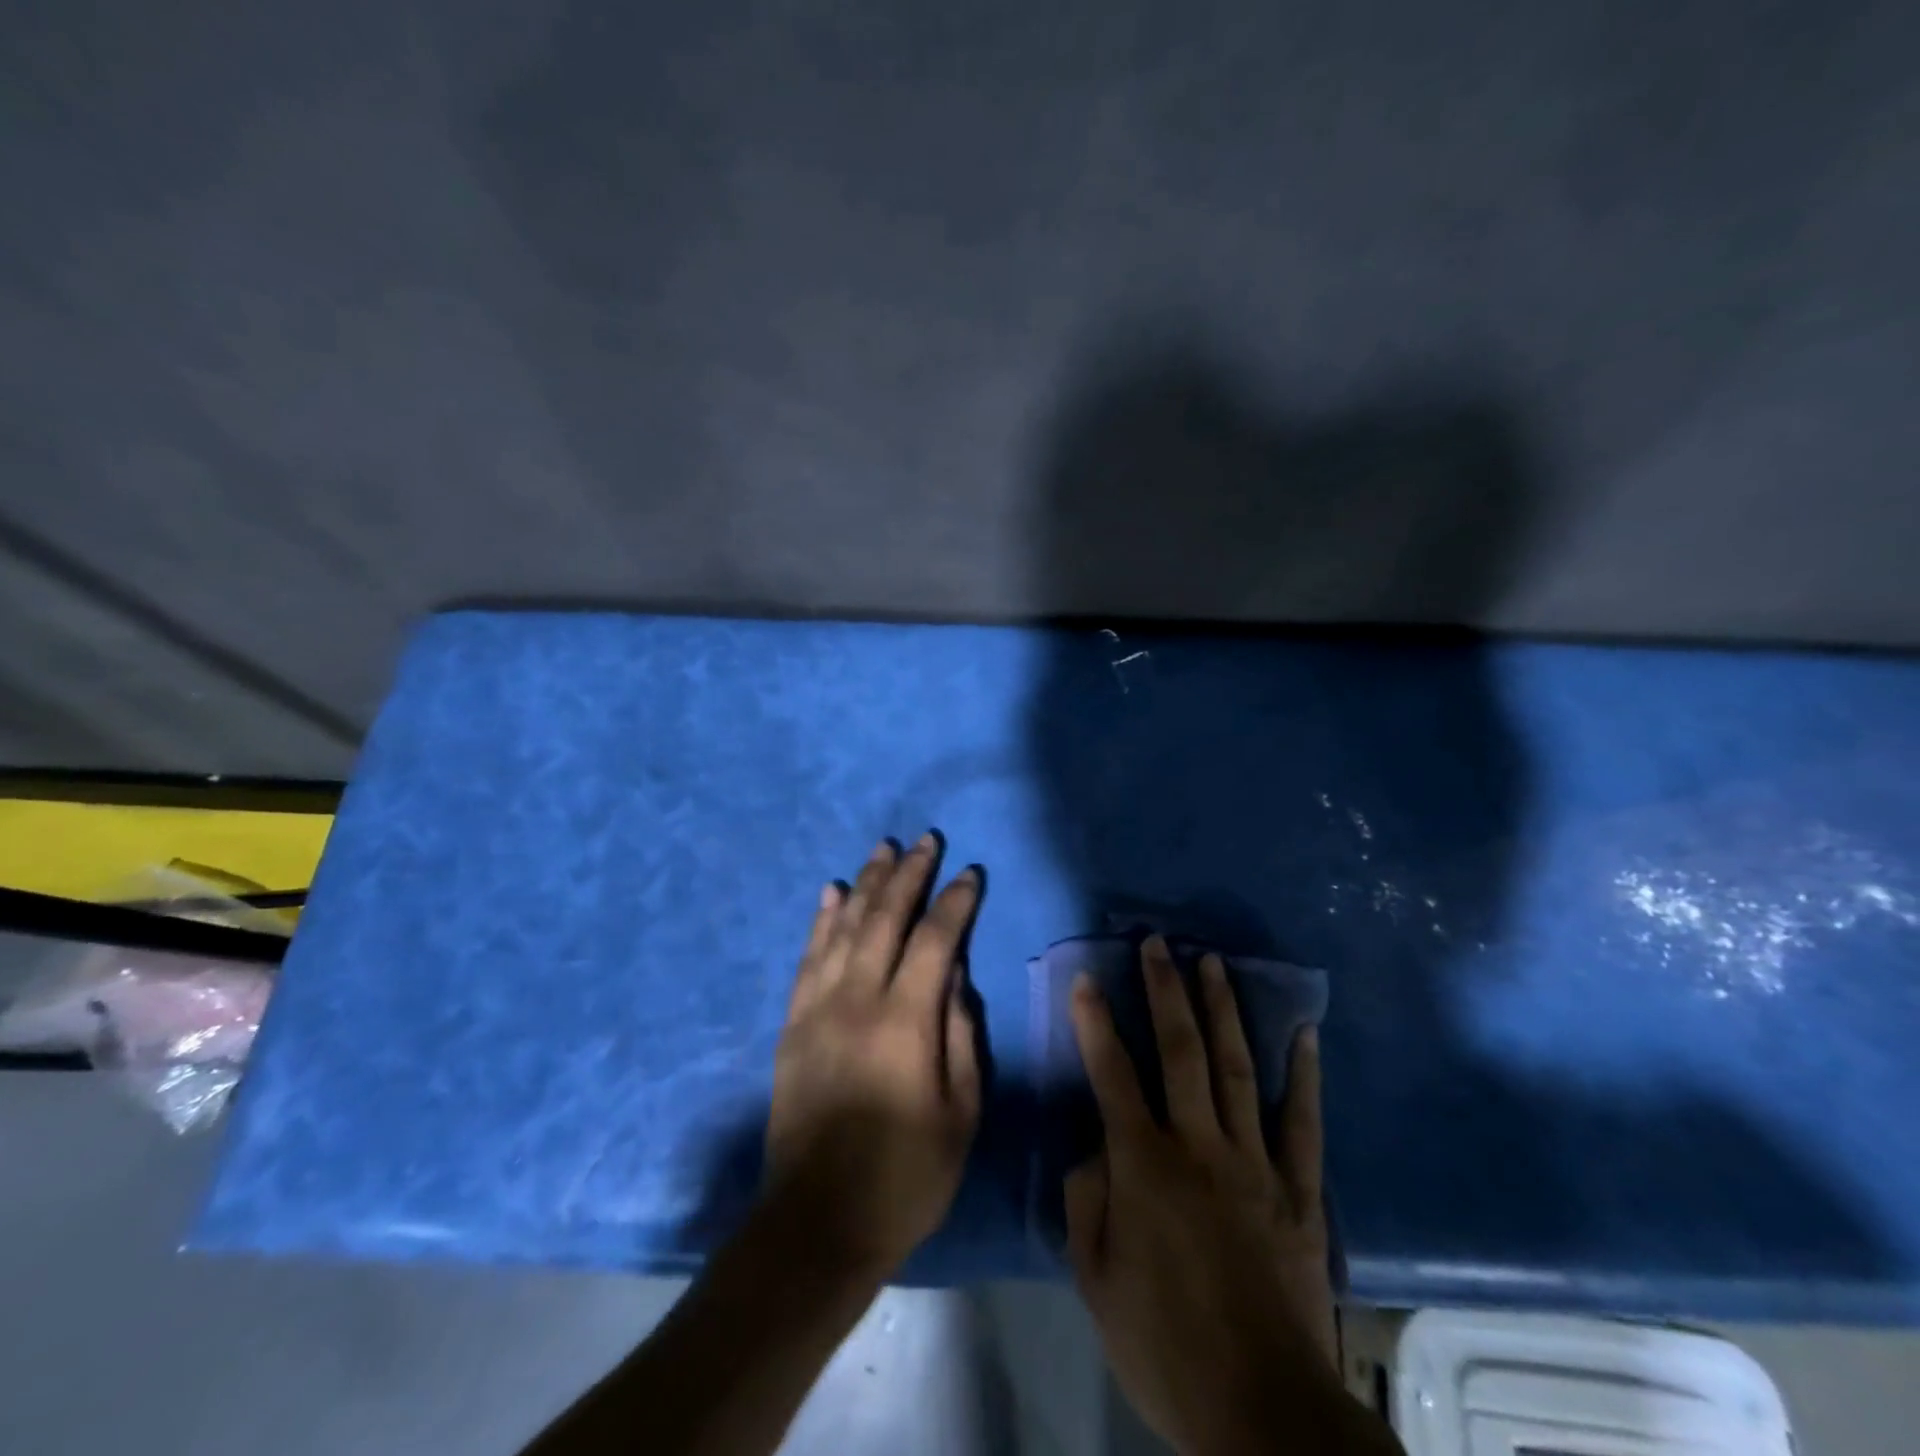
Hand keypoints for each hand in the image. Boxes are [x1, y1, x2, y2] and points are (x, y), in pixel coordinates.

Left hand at [762, 834, 981, 1282]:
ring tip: (883, 849)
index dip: (954, 902)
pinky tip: (831, 892)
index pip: (935, 940)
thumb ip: (962, 1036)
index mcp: (905, 1022)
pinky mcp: (793, 1024)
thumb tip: (957, 978)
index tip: (969, 873)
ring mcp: (818, 1008)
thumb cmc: (905, 1176)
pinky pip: (808, 957)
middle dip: (908, 874)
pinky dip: (822, 920)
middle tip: (925, 840)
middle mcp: (858, 1000)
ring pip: (844, 927)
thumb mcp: (961, 1114)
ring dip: (866, 883)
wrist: (817, 1222)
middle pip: (885, 918)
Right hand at [1066, 936, 1362, 1454]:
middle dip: (1165, 990)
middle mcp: (1199, 1145)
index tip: (1086, 979)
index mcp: (1144, 1164)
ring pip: (1236, 1068)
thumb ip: (1086, 1201)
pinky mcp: (1298, 1189)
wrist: (1264, 1412)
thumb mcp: (1096, 1280)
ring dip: (1222, 1010)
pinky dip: (1304, 1074)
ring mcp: (1254, 1162)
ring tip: (1213, 962)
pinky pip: (1302, 1121)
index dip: (1095, 1023)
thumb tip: (1094, 1148)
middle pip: (1180, 1050)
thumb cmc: (1165, 1345)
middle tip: (1159, 943)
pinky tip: (1304, 1033)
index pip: (1112, 1074)